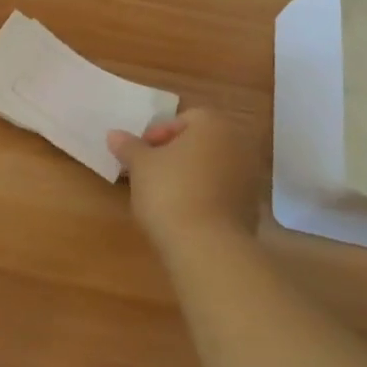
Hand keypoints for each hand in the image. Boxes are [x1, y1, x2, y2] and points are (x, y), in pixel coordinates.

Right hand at [108, 108, 260, 243]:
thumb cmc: (170, 192)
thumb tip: (114, 134)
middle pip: (200, 142)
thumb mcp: (140, 166)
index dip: (157, 135)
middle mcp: (238, 144)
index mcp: (213, 124)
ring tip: (165, 196)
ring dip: (191, 176)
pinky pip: (223, 192)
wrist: (207, 247)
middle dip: (175, 155)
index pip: (183, 119)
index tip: (140, 157)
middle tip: (150, 173)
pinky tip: (185, 214)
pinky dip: (205, 197)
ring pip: (213, 167)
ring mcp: (250, 177)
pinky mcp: (252, 208)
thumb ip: (129, 146)